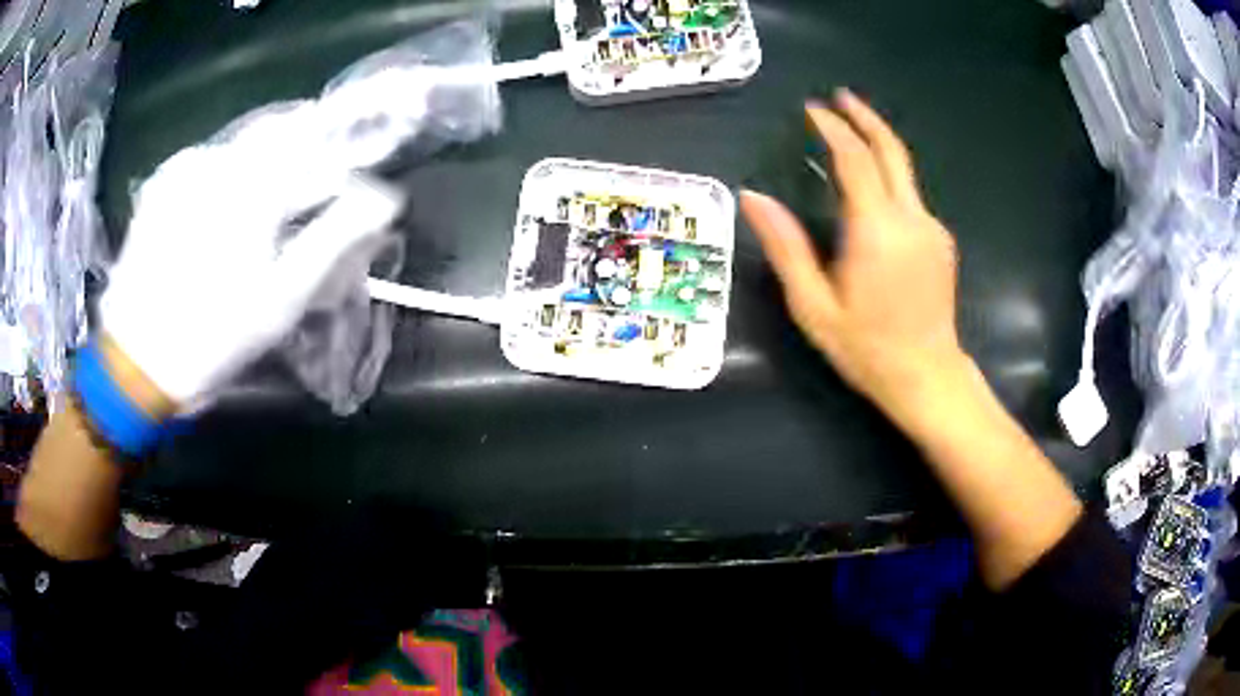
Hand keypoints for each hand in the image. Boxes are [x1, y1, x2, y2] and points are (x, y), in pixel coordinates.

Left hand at [99, 142, 401, 409]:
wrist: (136, 361)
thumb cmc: (213, 337)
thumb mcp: (281, 299)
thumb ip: (335, 239)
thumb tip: (385, 200)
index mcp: (252, 186)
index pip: (320, 150)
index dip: (349, 161)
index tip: (363, 179)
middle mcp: (219, 159)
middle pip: (283, 132)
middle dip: (312, 147)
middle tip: (324, 180)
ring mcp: (187, 167)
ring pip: (248, 143)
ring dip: (274, 157)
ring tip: (281, 193)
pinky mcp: (165, 183)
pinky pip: (214, 157)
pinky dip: (236, 169)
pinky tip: (234, 202)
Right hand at [741, 89, 967, 426]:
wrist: (928, 377)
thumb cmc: (867, 348)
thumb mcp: (813, 306)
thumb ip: (786, 247)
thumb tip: (752, 197)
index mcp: (877, 231)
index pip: (855, 160)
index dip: (833, 129)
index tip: (812, 110)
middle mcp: (910, 219)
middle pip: (891, 151)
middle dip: (864, 118)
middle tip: (840, 96)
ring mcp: (932, 228)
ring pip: (905, 170)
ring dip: (877, 144)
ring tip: (851, 131)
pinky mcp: (941, 241)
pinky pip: (911, 197)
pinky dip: (889, 177)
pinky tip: (871, 187)